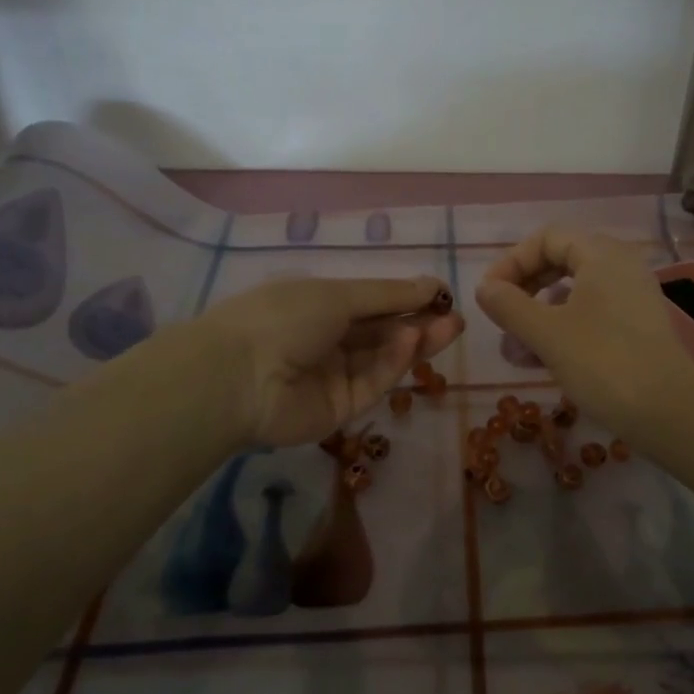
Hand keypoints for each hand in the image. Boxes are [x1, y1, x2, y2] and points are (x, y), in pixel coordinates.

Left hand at [199, 274, 463, 447]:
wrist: (237, 377)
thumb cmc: (283, 318)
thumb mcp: (338, 295)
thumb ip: (388, 295)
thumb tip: (432, 284)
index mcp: (317, 306)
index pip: (370, 302)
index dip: (406, 298)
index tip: (441, 294)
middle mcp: (326, 340)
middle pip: (381, 333)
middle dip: (419, 323)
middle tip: (456, 318)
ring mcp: (333, 376)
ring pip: (382, 359)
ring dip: (414, 342)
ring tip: (448, 328)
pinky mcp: (340, 409)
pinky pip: (371, 382)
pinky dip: (392, 364)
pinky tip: (411, 343)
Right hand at [476, 226, 693, 444]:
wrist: (668, 411)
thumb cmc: (603, 363)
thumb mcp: (547, 333)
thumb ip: (509, 305)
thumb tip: (484, 288)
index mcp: (601, 254)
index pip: (547, 238)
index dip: (511, 262)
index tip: (489, 295)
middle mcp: (621, 266)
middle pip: (562, 261)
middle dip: (525, 288)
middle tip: (501, 316)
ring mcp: (632, 296)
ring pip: (575, 292)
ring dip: (540, 313)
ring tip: (516, 347)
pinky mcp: (637, 326)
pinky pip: (592, 314)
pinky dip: (564, 328)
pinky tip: (542, 359)